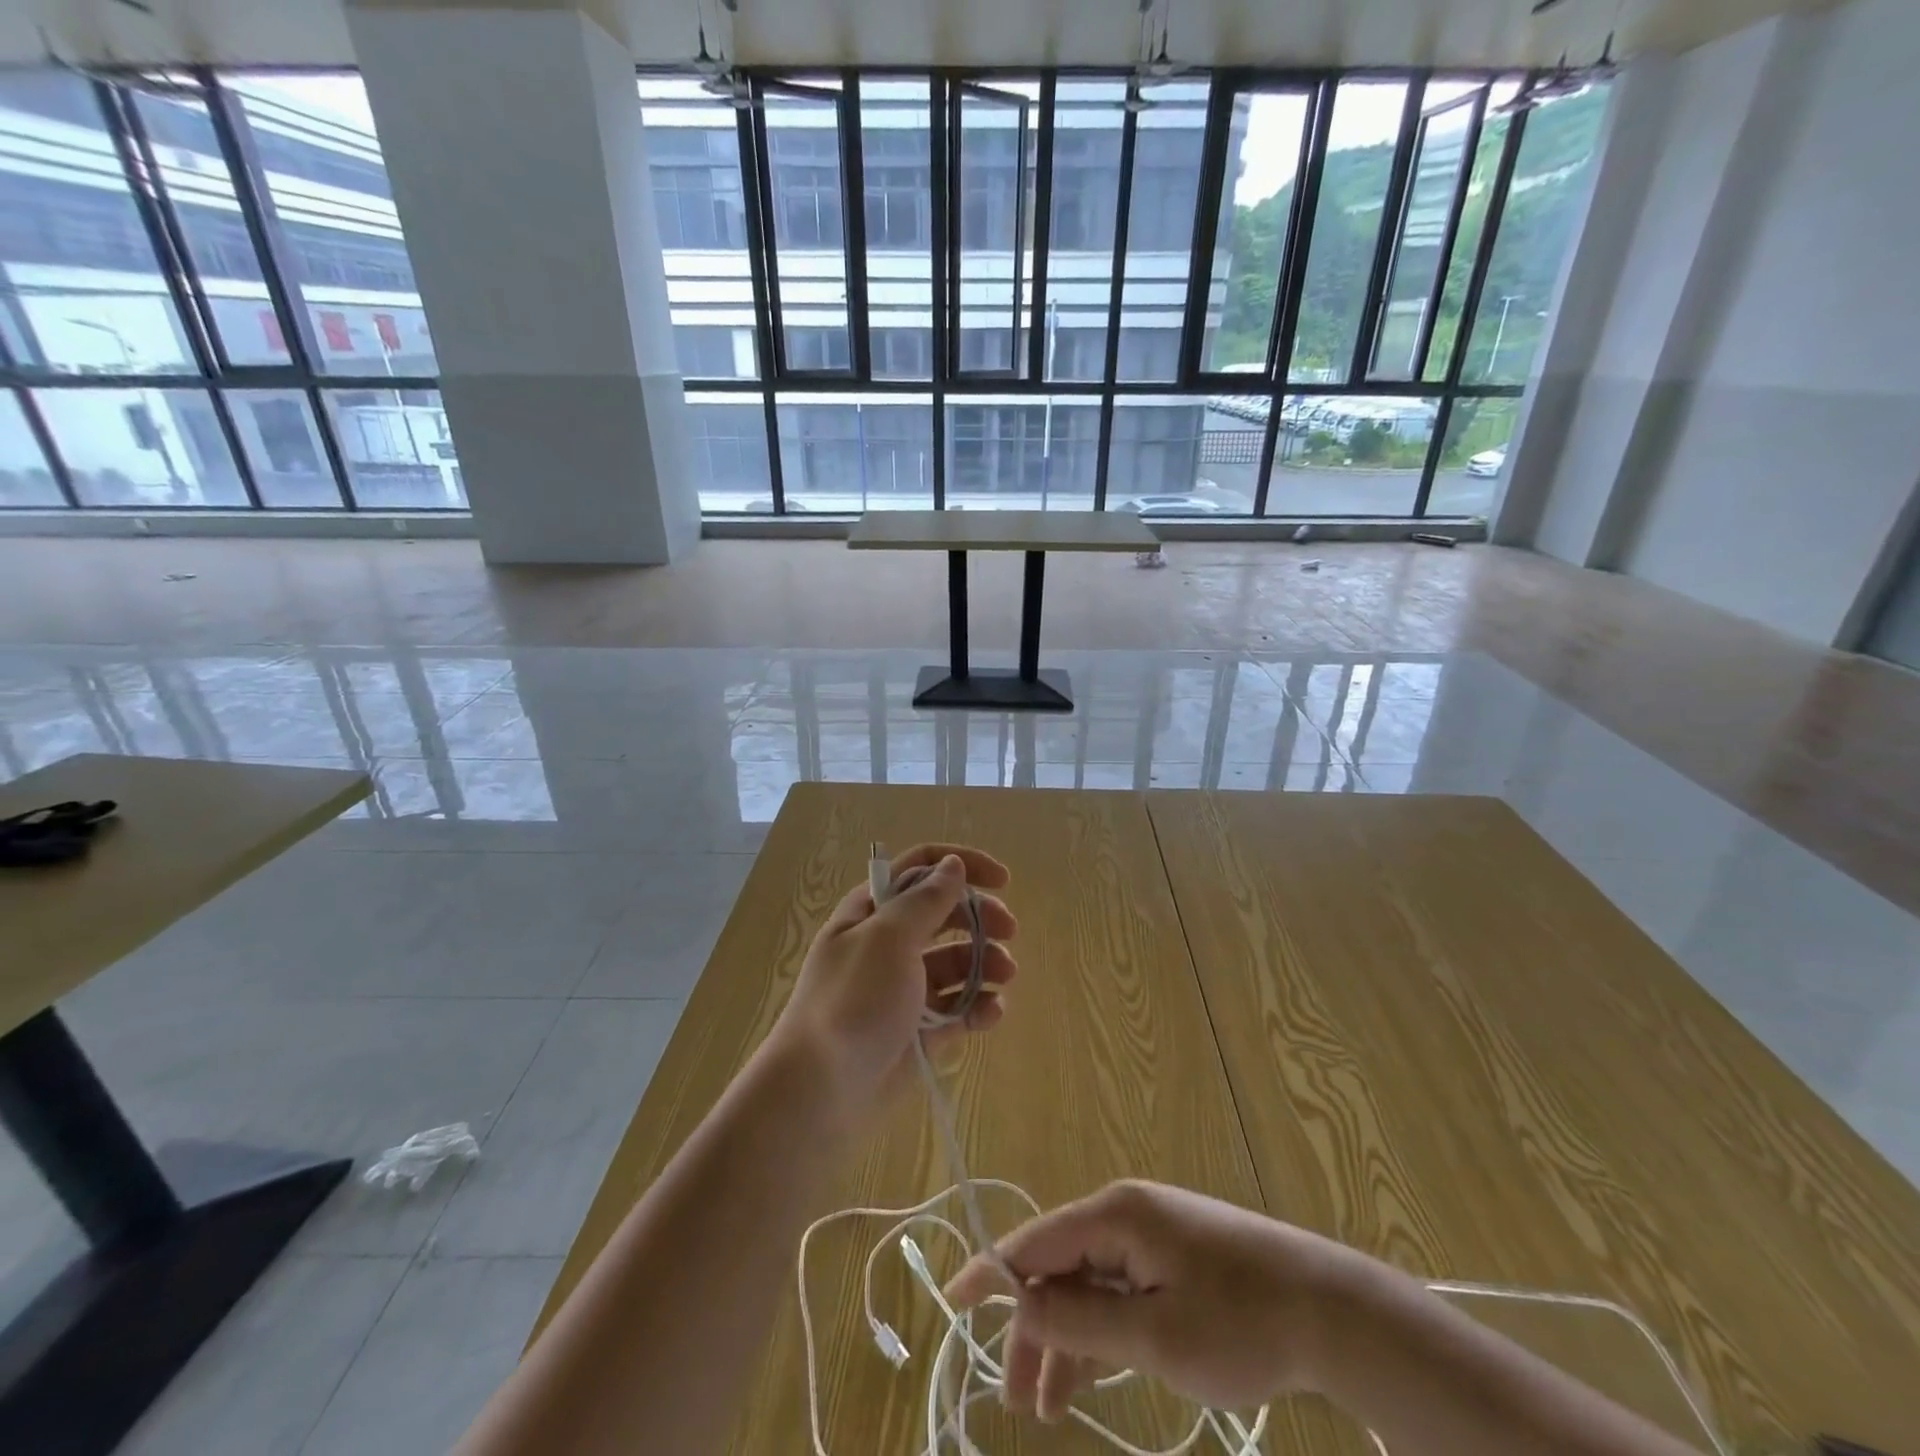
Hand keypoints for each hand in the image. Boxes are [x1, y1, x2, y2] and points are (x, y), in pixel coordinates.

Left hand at [768, 843, 1016, 1121]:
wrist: (821, 1090)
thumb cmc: (854, 999)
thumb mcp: (889, 938)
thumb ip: (926, 899)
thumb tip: (952, 865)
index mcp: (873, 911)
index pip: (921, 869)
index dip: (962, 866)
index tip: (1002, 880)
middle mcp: (888, 943)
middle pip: (944, 915)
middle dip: (980, 917)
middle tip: (1009, 930)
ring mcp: (904, 988)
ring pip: (956, 962)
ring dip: (985, 962)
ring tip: (1005, 976)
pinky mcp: (918, 1030)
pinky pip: (957, 1008)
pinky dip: (978, 1006)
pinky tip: (992, 1012)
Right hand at [945, 1180, 1358, 1421]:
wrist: (1329, 1309)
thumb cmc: (1239, 1321)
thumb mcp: (1154, 1334)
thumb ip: (1082, 1320)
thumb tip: (1019, 1303)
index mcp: (1116, 1215)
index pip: (1037, 1239)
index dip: (992, 1271)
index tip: (951, 1302)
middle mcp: (1126, 1214)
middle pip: (1061, 1266)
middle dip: (1034, 1327)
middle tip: (1017, 1399)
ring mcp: (1152, 1236)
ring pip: (1089, 1284)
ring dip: (1066, 1338)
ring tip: (1047, 1405)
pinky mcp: (1174, 1259)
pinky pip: (1120, 1291)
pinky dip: (1100, 1332)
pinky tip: (1086, 1376)